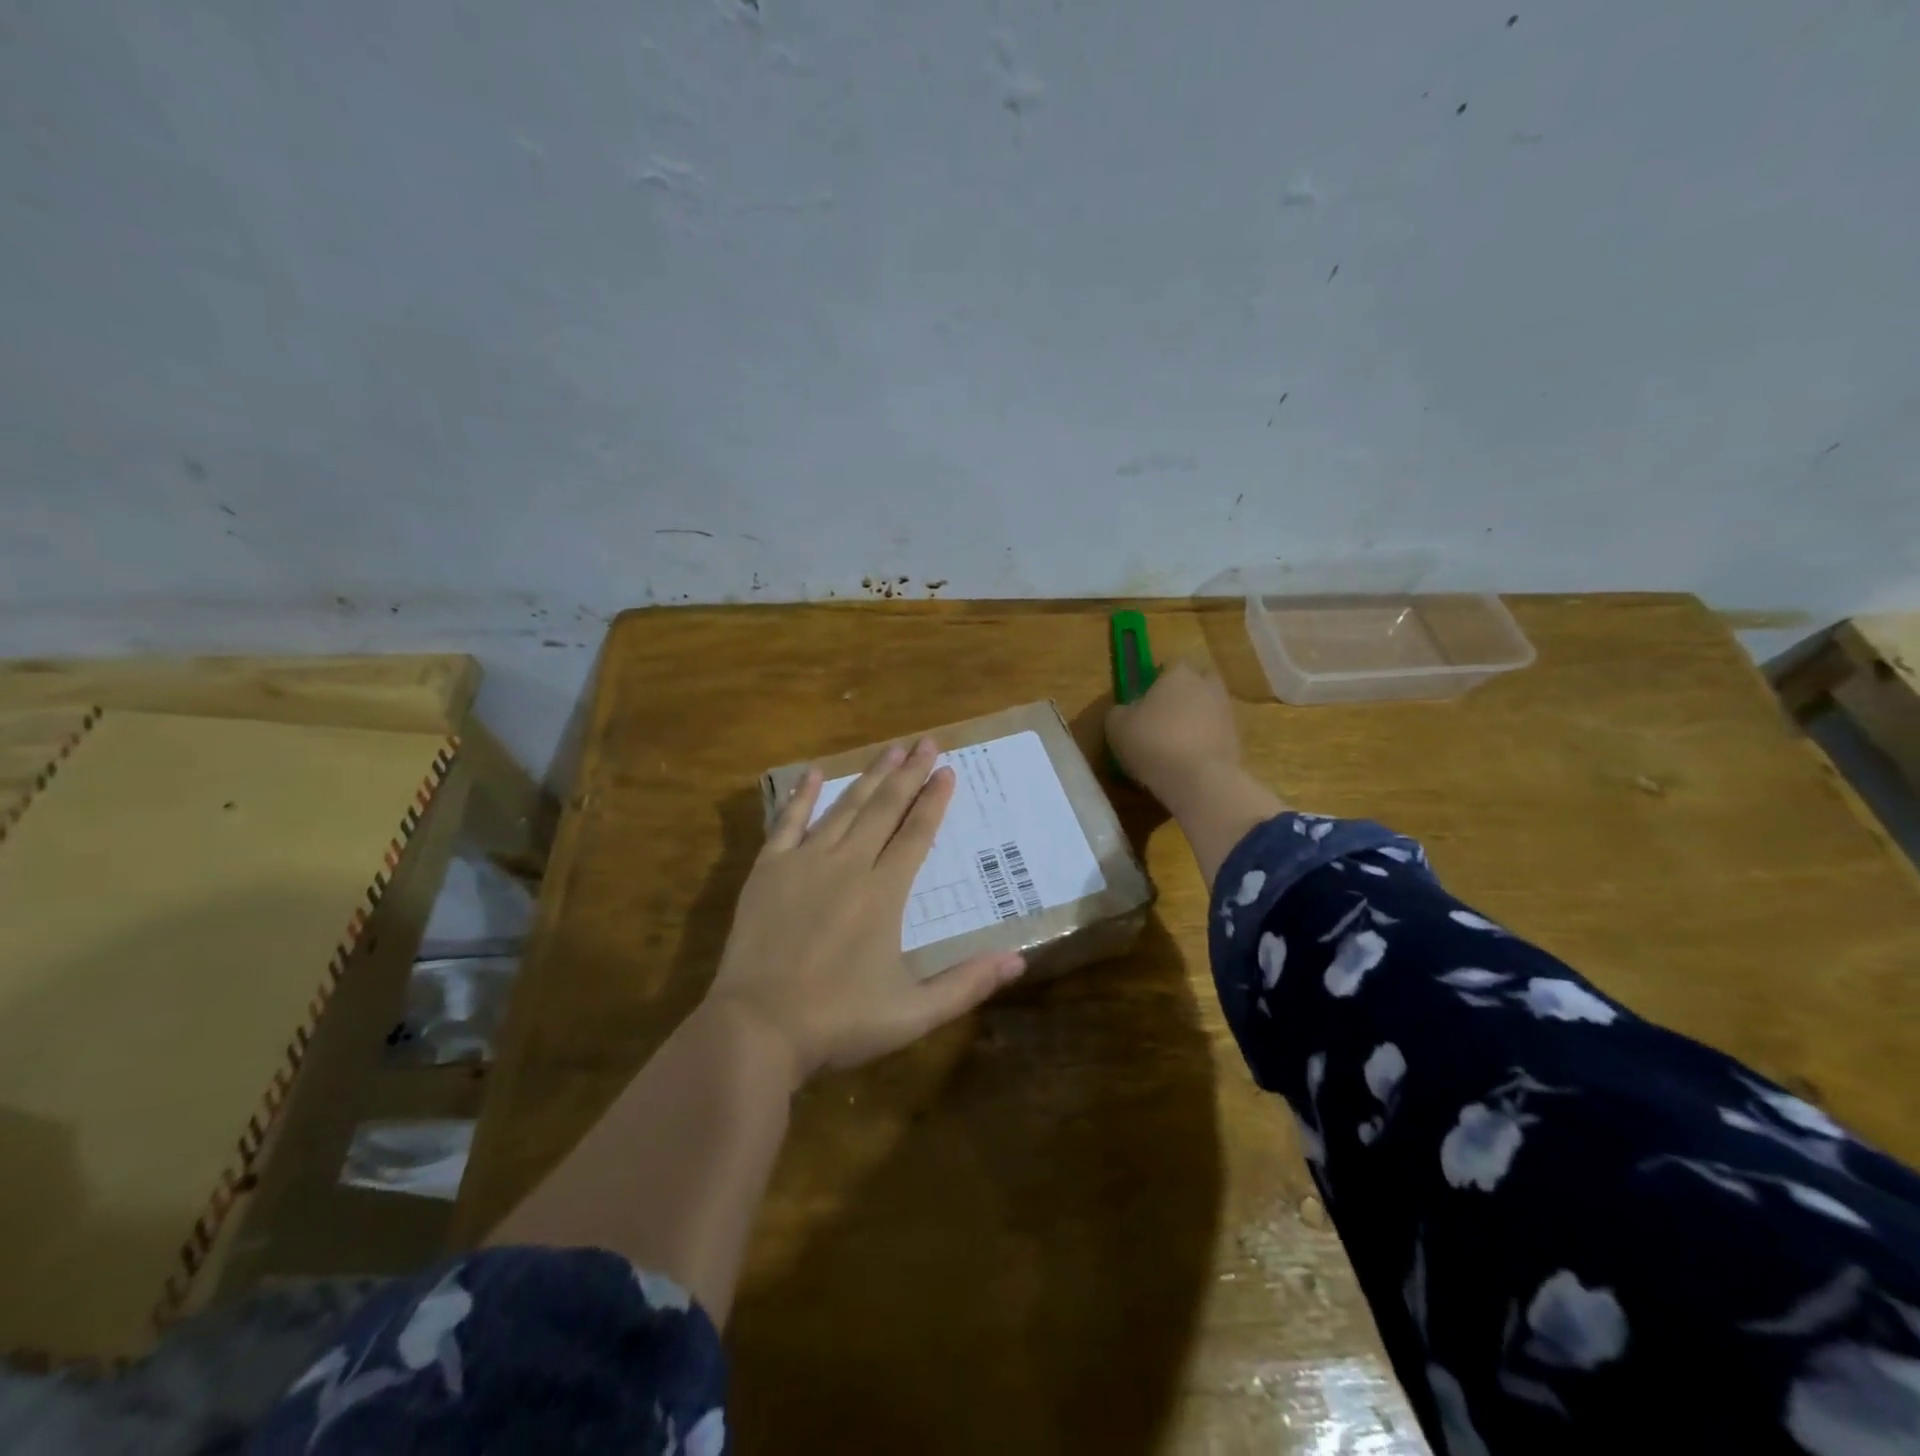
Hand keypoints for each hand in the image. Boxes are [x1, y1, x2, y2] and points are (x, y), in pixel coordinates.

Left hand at [707, 737, 1025, 1087]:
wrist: (756, 1028)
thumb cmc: (838, 1022)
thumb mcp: (912, 1014)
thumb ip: (966, 984)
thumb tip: (1019, 962)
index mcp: (883, 894)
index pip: (916, 834)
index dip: (934, 801)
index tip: (947, 770)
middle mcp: (848, 866)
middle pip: (884, 810)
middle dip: (908, 774)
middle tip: (925, 742)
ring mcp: (804, 863)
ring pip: (844, 808)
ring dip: (869, 777)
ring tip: (889, 750)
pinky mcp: (768, 871)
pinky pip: (787, 822)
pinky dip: (802, 796)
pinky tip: (814, 773)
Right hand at [1106, 659, 1241, 801]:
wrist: (1198, 780)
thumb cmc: (1152, 742)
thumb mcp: (1116, 725)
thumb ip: (1120, 711)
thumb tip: (1127, 711)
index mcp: (1179, 674)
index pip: (1170, 664)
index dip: (1157, 680)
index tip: (1144, 699)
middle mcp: (1208, 686)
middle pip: (1196, 683)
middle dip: (1183, 696)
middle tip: (1162, 718)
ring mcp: (1227, 713)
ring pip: (1208, 710)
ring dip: (1194, 722)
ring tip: (1173, 746)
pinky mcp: (1237, 741)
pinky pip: (1215, 735)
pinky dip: (1203, 744)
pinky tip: (1186, 763)